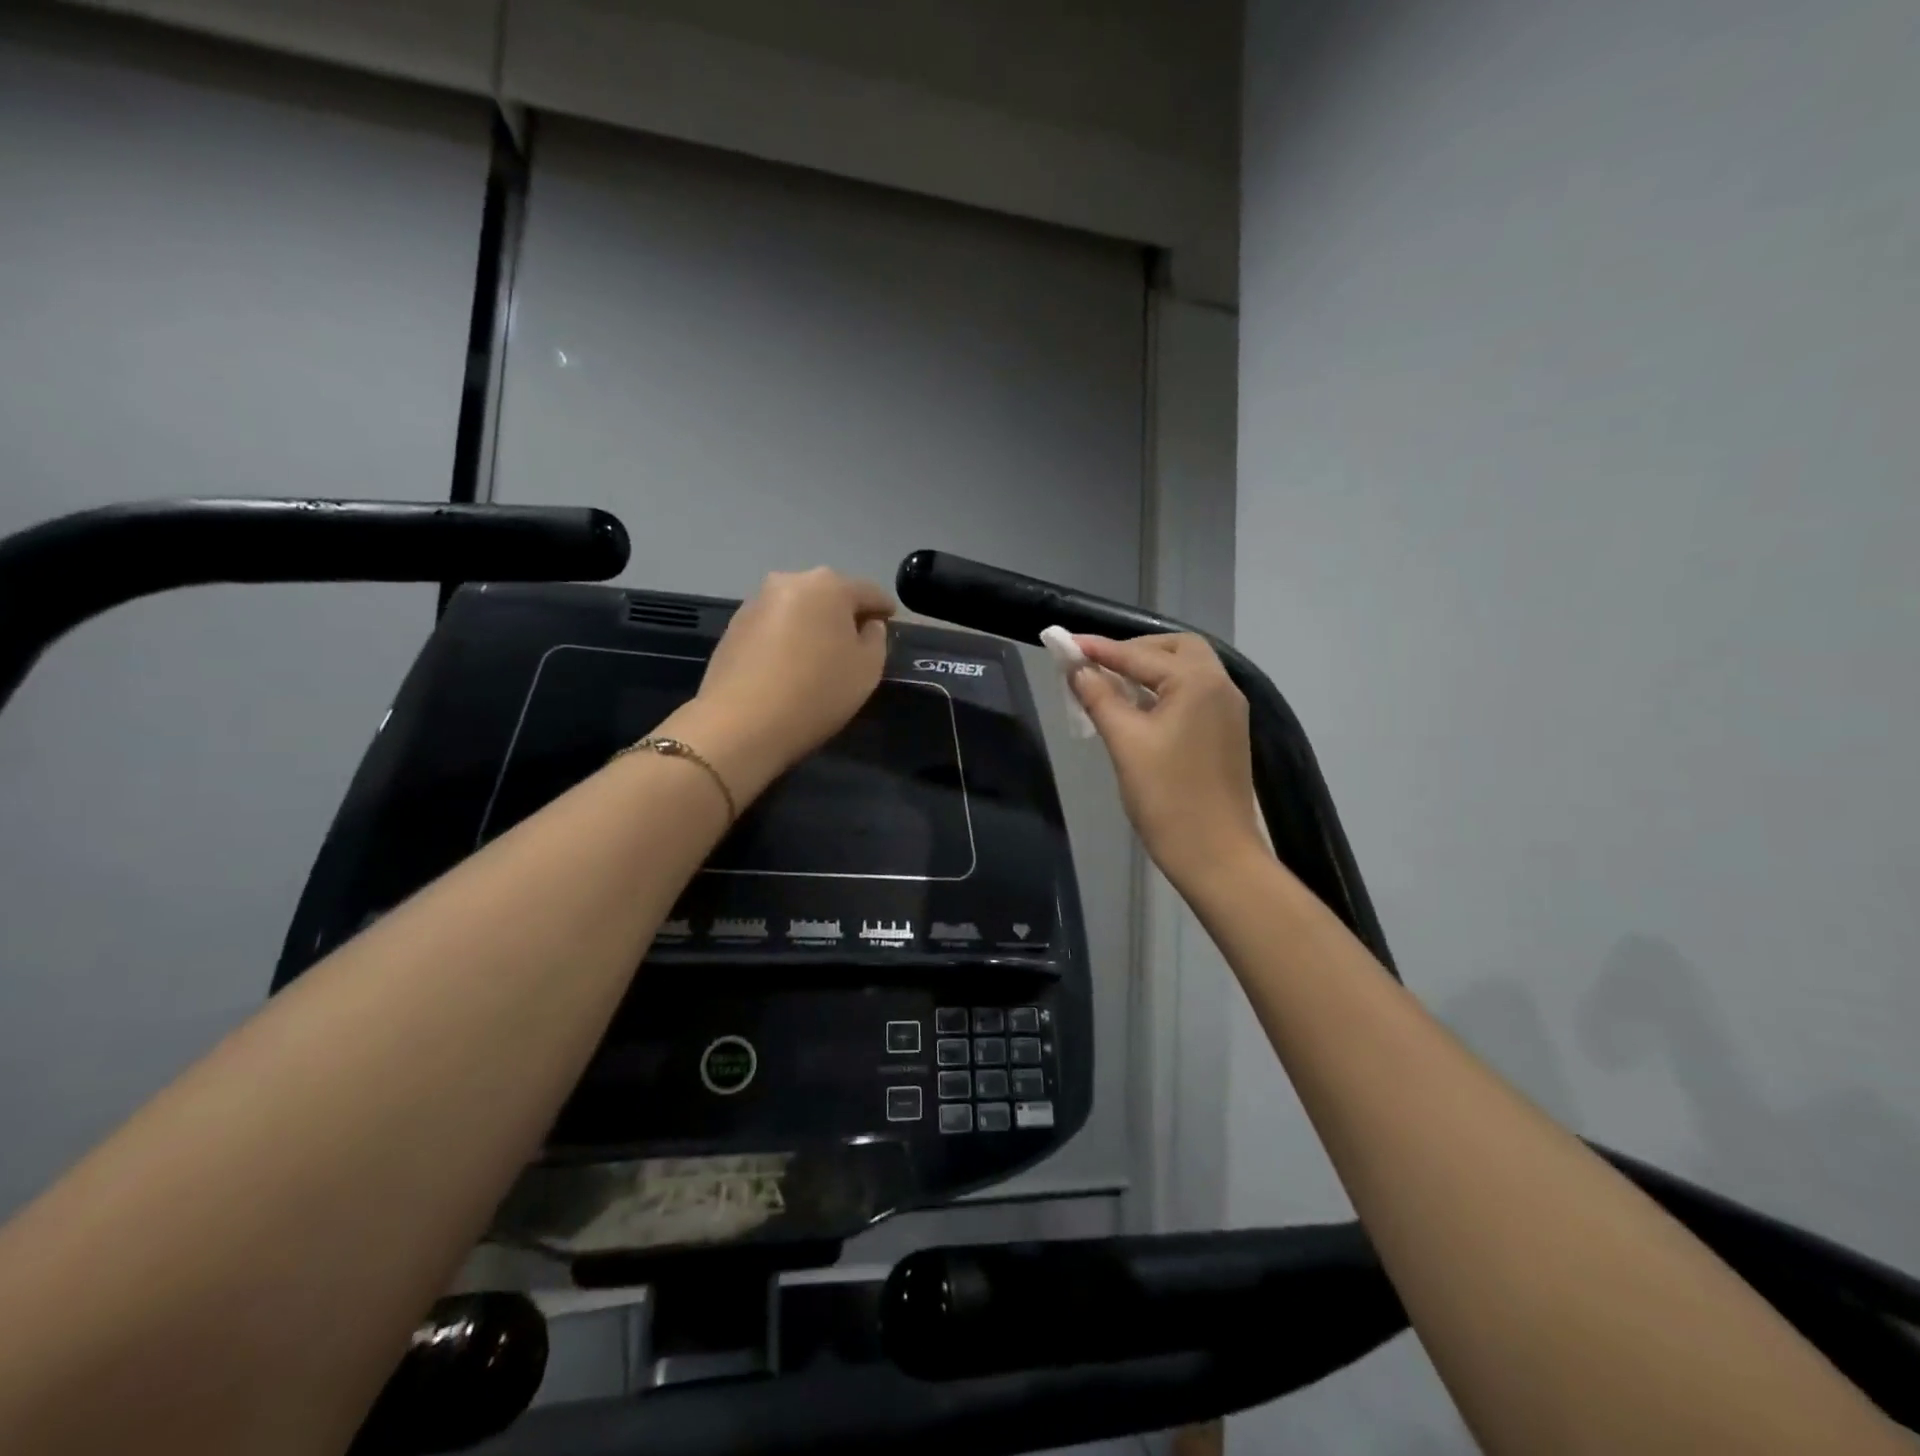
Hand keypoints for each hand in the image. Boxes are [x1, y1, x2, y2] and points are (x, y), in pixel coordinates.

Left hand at [667, 568, 895, 800]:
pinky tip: (791, 665)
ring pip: (799, 608)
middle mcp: (790, 580)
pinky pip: (774, 625)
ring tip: (821, 655)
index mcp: (829, 585)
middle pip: (830, 594)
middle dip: (845, 613)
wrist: (741, 723)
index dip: (884, 608)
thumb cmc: (817, 692)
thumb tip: (866, 624)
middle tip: (856, 642)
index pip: (869, 591)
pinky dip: (788, 637)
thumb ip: (876, 638)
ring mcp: (757, 601)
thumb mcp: (867, 669)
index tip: (890, 622)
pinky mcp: (734, 626)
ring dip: (813, 624)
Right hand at [1070, 633, 1268, 889]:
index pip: (1140, 654)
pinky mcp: (1227, 733)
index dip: (1099, 649)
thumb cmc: (1167, 798)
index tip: (1065, 643)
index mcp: (1197, 683)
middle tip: (1098, 666)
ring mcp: (1228, 711)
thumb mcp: (1125, 743)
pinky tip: (1139, 710)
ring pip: (1187, 671)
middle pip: (1176, 649)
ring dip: (1150, 671)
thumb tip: (1078, 670)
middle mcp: (1220, 687)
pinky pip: (1193, 694)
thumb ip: (1100, 698)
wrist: (1216, 855)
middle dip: (1135, 651)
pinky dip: (1165, 691)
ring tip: (1112, 686)